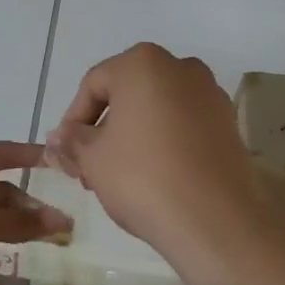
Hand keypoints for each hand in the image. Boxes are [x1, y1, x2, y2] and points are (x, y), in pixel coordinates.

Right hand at [44, 43, 284, 284]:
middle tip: (88, 168)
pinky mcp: (228, 124)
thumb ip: (71, 142)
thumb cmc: (143, 177)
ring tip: (118, 176)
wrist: (215, 221)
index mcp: (143, 63)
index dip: (73, 120)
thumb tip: (56, 138)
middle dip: (103, 128)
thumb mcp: (92, 159)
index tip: (67, 154)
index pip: (93, 84)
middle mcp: (180, 67)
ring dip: (132, 136)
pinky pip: (183, 125)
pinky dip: (164, 142)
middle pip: (127, 94)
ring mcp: (210, 94)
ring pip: (156, 109)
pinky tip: (153, 177)